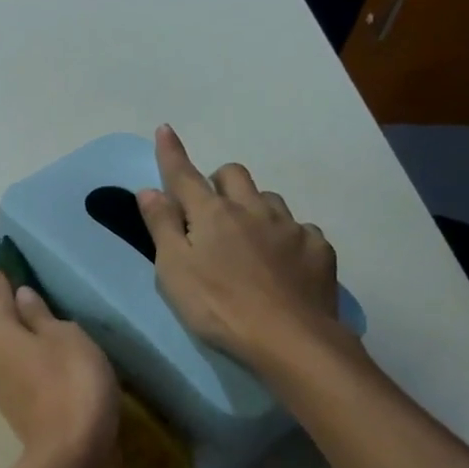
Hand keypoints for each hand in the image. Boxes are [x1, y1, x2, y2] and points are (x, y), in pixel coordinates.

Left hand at [0, 270, 118, 467]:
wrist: (71, 453)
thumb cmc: (72, 381)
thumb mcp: (66, 337)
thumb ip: (41, 315)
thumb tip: (21, 296)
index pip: (0, 297)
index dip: (6, 279)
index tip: (5, 262)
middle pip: (2, 329)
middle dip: (16, 315)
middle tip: (36, 299)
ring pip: (11, 355)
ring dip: (25, 345)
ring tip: (49, 335)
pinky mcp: (14, 413)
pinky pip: (22, 377)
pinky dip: (33, 368)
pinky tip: (51, 367)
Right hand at [137, 124, 350, 375]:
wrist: (289, 338)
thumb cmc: (217, 306)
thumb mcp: (174, 270)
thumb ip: (162, 227)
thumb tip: (150, 190)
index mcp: (212, 214)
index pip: (185, 175)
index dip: (172, 153)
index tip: (165, 129)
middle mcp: (253, 209)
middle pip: (234, 174)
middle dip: (219, 180)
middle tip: (210, 208)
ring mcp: (290, 227)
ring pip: (269, 199)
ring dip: (254, 207)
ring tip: (249, 237)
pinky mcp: (319, 249)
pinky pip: (300, 229)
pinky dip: (286, 237)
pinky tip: (283, 262)